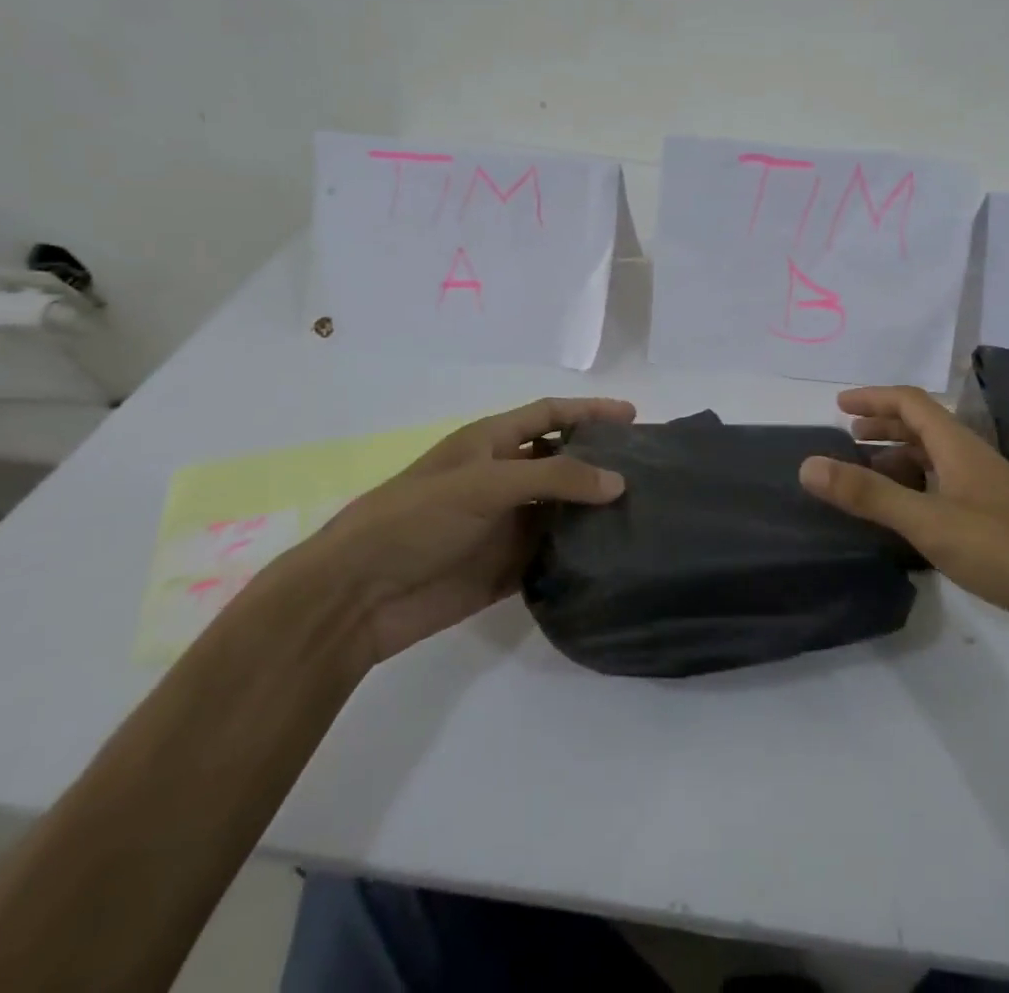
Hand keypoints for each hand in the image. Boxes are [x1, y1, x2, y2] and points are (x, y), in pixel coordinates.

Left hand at [303, 396, 635, 667]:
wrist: (358, 596)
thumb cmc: (417, 518)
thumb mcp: (485, 483)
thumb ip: (554, 478)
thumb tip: (618, 483)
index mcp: (491, 443)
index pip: (551, 415)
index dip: (590, 411)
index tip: (634, 417)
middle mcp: (503, 478)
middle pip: (562, 461)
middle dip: (601, 461)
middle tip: (650, 470)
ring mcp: (505, 524)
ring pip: (562, 510)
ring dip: (595, 510)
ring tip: (645, 512)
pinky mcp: (505, 567)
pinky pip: (552, 554)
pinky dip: (580, 553)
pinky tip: (614, 556)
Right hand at [799, 386, 1008, 674]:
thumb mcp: (931, 523)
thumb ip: (869, 496)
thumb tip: (807, 464)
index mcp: (960, 448)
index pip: (912, 403)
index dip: (874, 398)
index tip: (837, 406)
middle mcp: (974, 462)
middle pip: (924, 428)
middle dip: (884, 427)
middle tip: (847, 439)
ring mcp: (990, 495)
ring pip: (936, 463)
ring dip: (899, 461)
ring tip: (866, 479)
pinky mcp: (998, 527)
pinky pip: (946, 493)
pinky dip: (918, 493)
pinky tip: (906, 520)